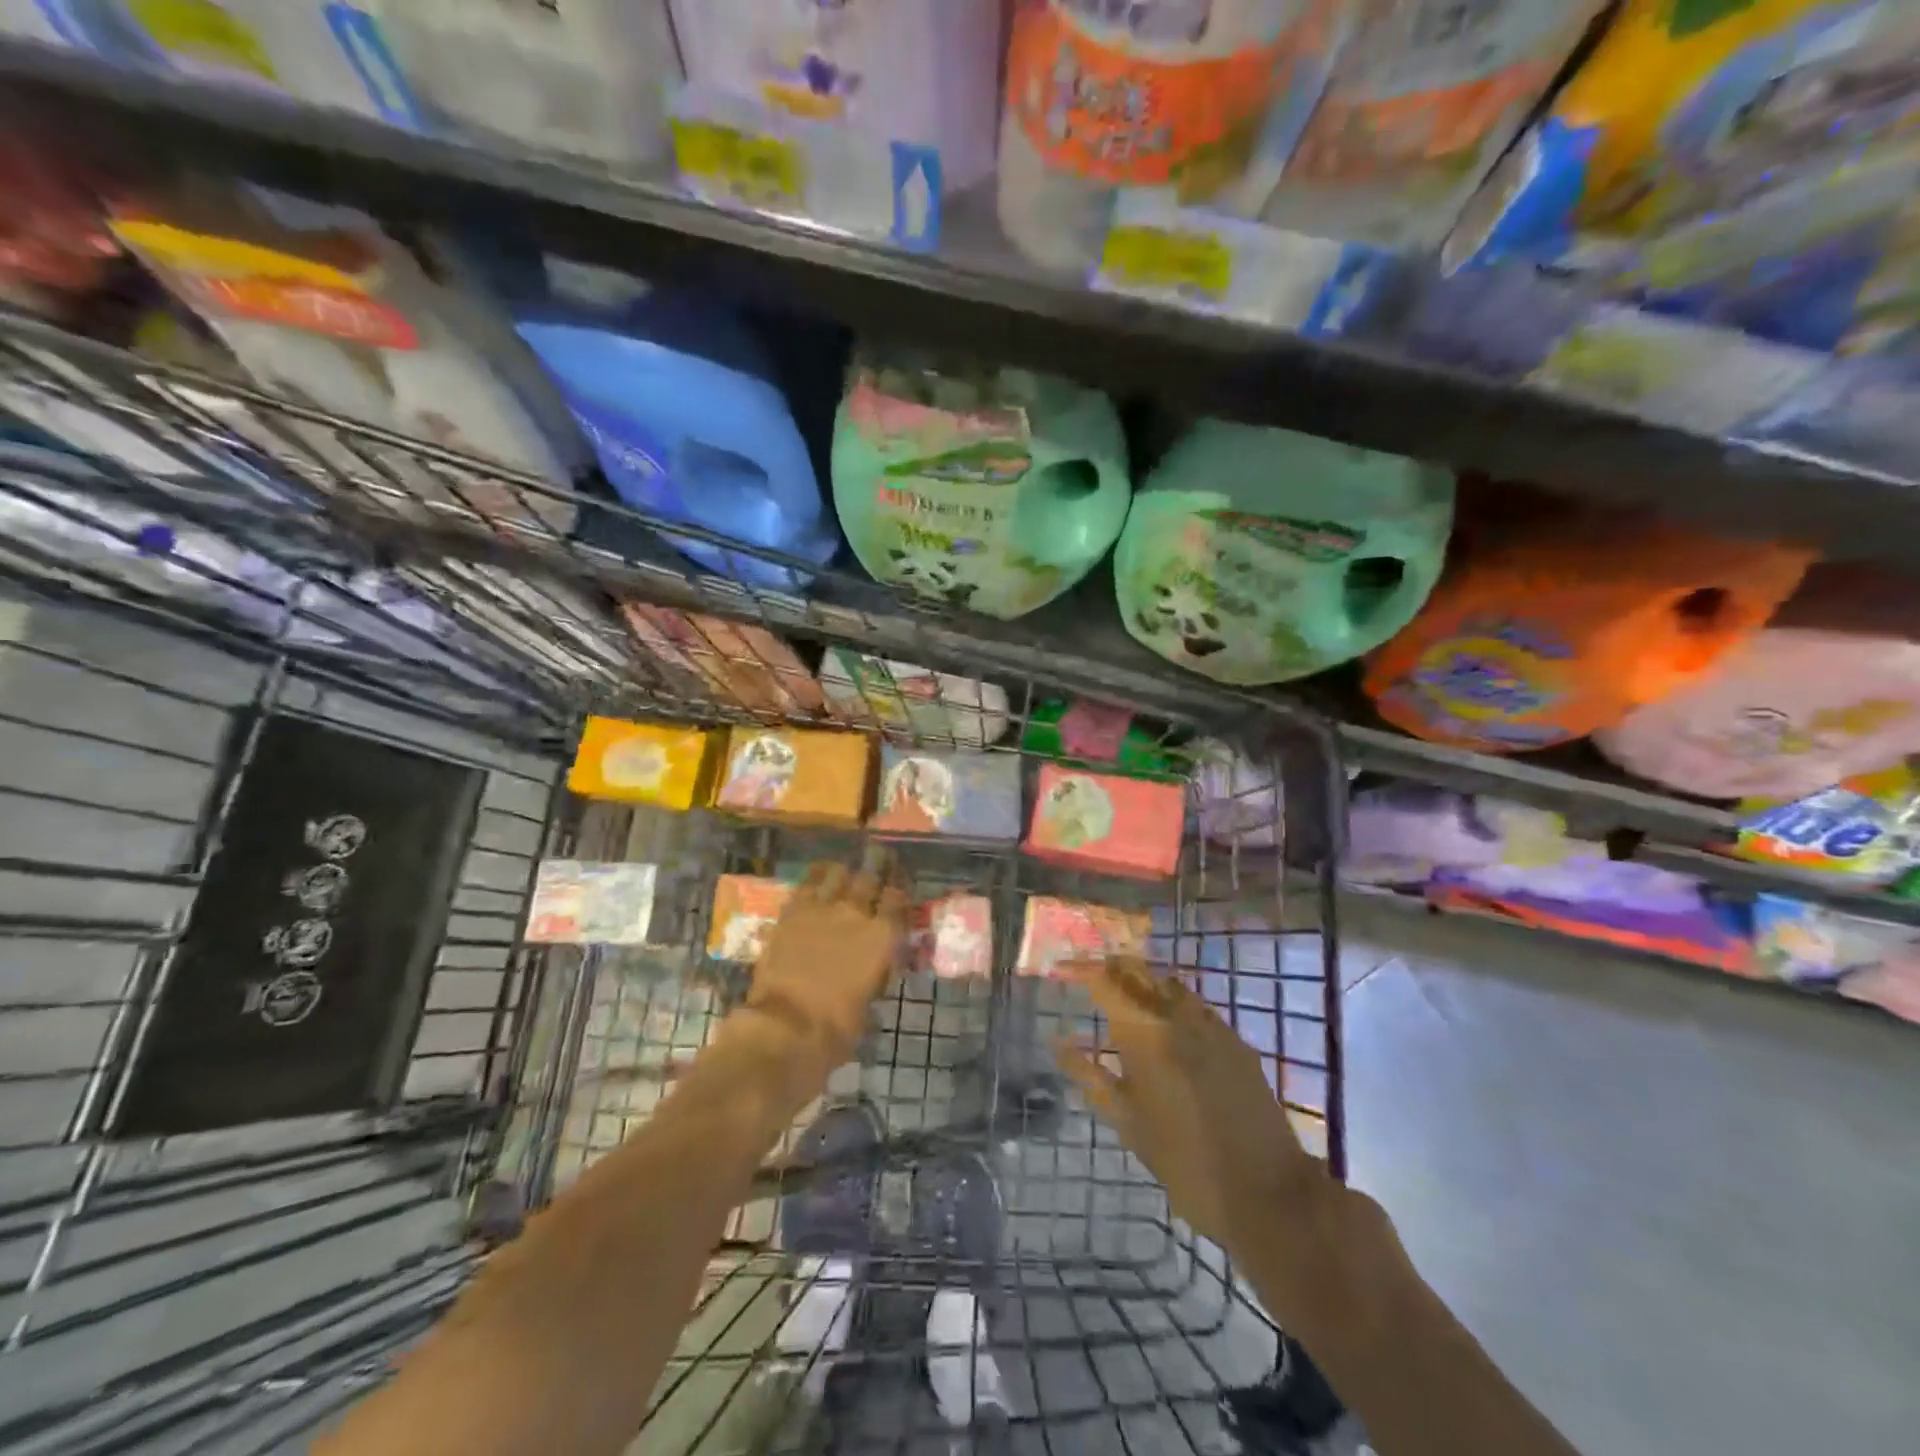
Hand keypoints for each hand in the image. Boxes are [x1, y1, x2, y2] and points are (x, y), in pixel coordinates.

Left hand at [748, 858, 908, 1071]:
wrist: (787, 1027)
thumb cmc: (837, 1028)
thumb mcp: (871, 1000)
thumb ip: (877, 971)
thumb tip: (878, 963)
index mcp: (883, 937)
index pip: (898, 899)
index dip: (899, 889)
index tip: (899, 886)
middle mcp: (857, 913)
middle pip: (870, 876)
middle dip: (877, 867)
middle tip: (880, 859)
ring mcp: (822, 908)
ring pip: (839, 873)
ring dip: (845, 873)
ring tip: (846, 872)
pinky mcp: (792, 912)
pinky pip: (807, 883)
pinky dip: (816, 878)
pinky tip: (818, 876)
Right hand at [1057, 957, 1334, 1272]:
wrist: (1266, 1192)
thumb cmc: (1182, 1160)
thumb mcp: (1126, 1121)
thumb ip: (1088, 1075)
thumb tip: (1059, 1042)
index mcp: (1144, 1031)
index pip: (1104, 979)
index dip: (1080, 968)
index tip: (1062, 969)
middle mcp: (1177, 1014)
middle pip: (1139, 971)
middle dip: (1111, 968)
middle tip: (1090, 978)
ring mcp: (1212, 1024)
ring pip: (1169, 984)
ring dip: (1143, 983)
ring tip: (1124, 1000)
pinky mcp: (1236, 1040)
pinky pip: (1196, 1007)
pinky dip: (1172, 1004)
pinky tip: (1167, 1029)